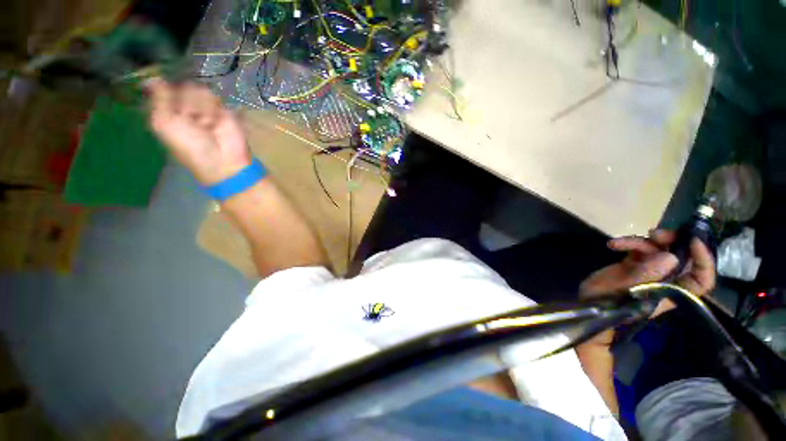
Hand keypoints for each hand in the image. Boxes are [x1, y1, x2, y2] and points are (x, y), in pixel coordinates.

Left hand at [145, 79, 251, 184]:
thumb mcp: (163, 123)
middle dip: (184, 101)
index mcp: (167, 110)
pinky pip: (214, 96)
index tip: (168, 100)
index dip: (165, 91)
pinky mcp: (222, 109)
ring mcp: (204, 107)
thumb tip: (152, 77)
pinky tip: (216, 120)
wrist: (220, 157)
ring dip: (199, 105)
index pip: (163, 87)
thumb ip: (158, 99)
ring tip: (205, 122)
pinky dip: (213, 108)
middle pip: (180, 85)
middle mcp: (185, 106)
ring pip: (197, 89)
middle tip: (189, 117)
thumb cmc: (188, 144)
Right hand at [578, 230, 715, 345]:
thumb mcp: (624, 293)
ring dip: (642, 242)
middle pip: (681, 257)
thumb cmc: (608, 305)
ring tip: (620, 243)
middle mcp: (665, 280)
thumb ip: (646, 276)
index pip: (701, 278)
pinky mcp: (634, 265)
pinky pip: (639, 249)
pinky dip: (627, 243)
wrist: (587, 304)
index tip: (693, 240)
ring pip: (658, 250)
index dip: (704, 259)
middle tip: (655, 234)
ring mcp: (649, 272)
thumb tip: (670, 257)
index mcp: (671, 292)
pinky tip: (612, 245)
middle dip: (671, 242)